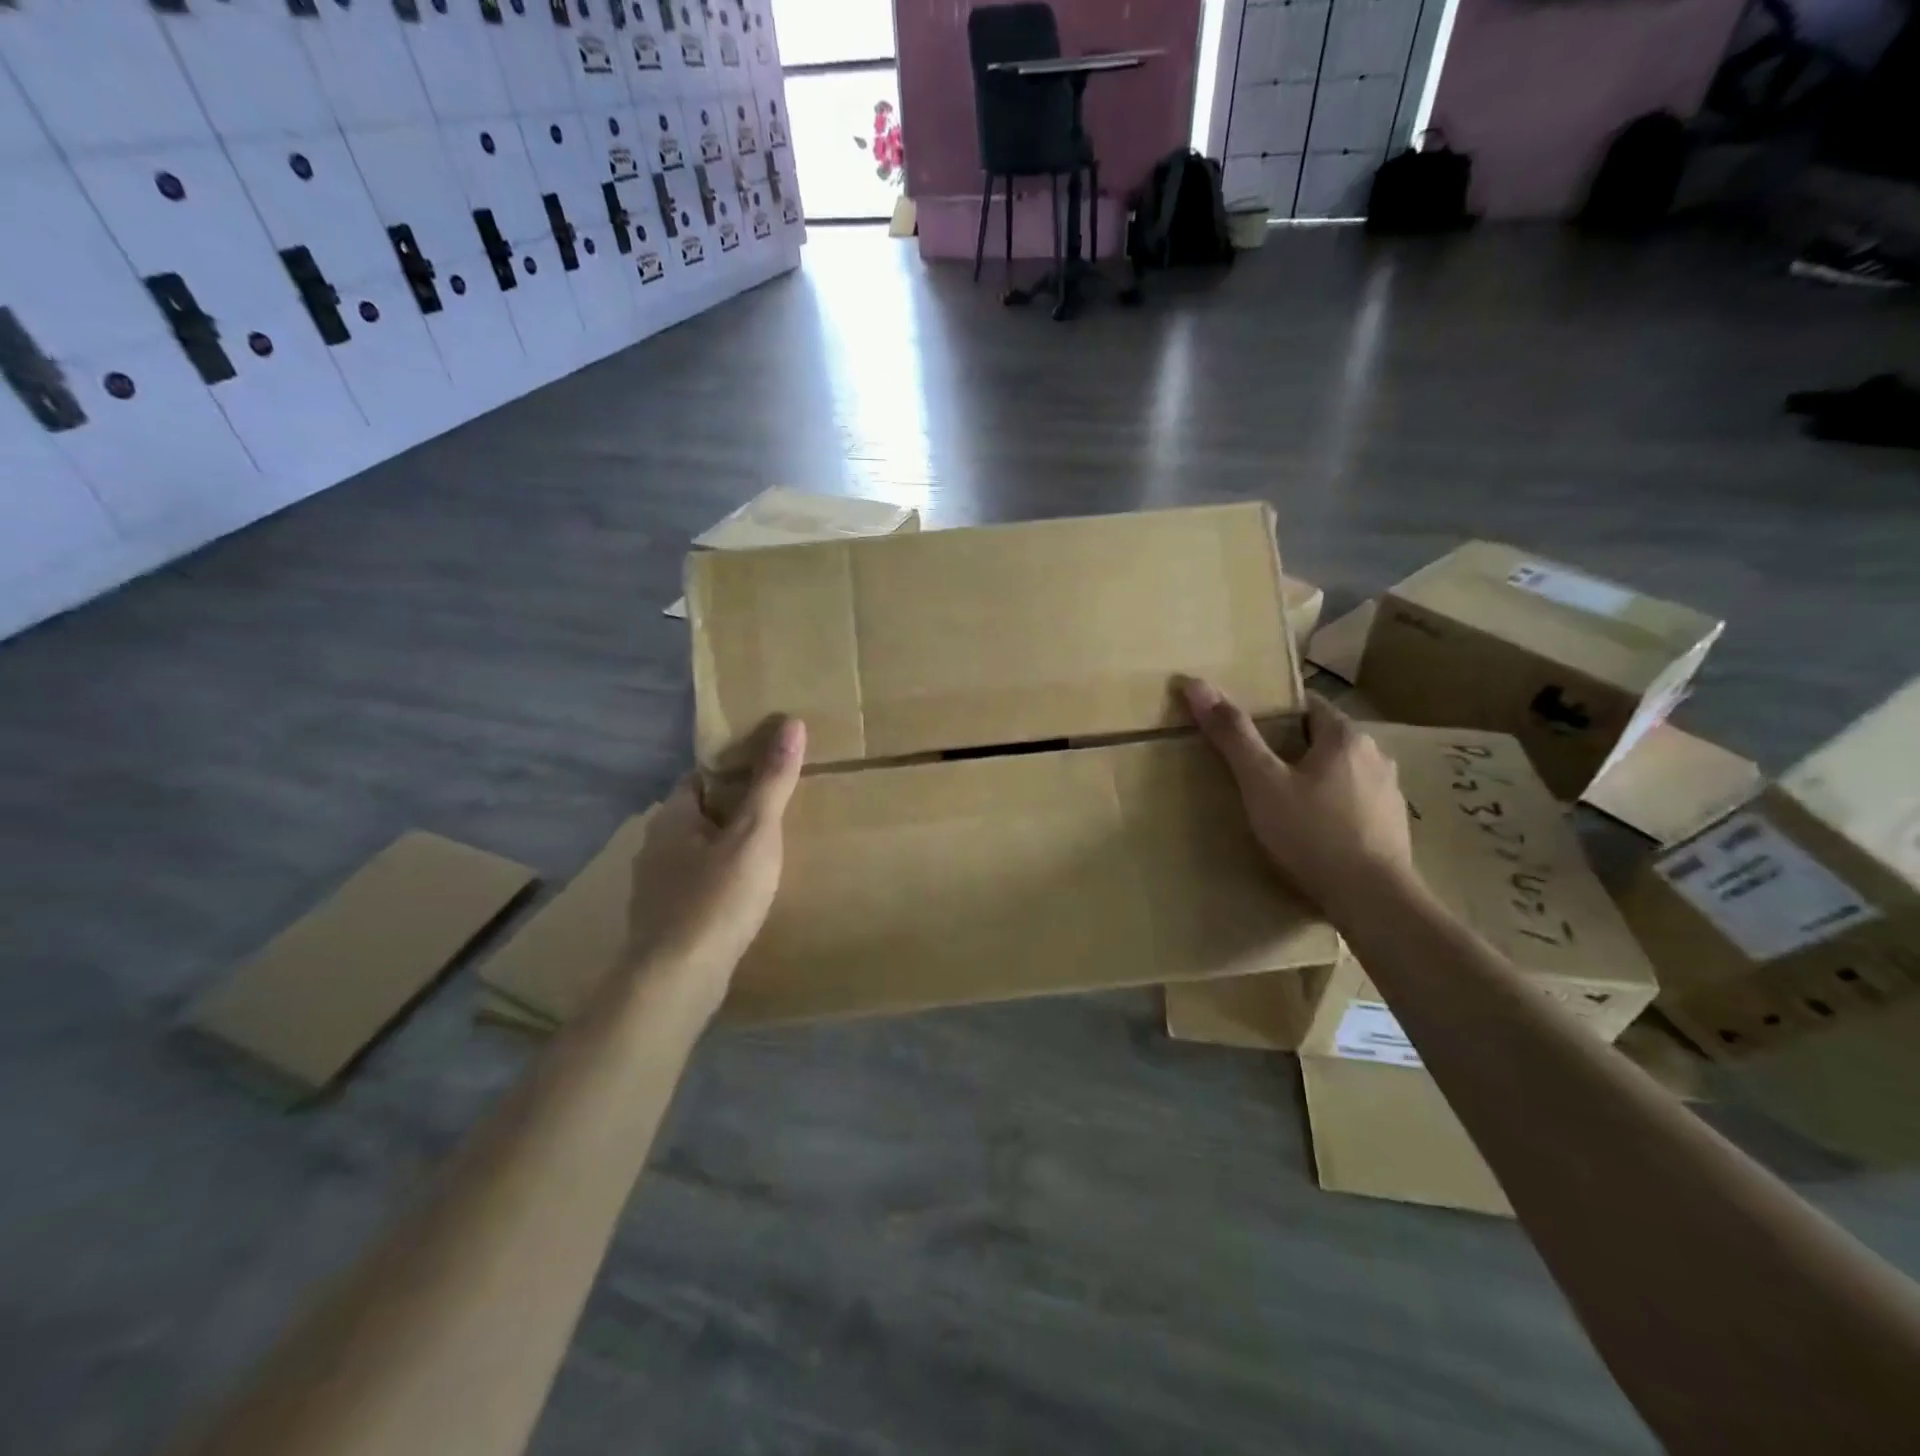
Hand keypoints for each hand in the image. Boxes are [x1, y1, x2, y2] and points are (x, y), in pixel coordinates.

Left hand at [624, 717, 805, 1016]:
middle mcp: (656, 846)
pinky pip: (697, 886)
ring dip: (727, 849)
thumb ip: (772, 781)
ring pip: (698, 853)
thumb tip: (791, 722)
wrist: (676, 981)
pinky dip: (720, 882)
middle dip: (734, 811)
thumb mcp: (755, 833)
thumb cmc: (717, 899)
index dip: (734, 770)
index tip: (770, 771)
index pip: (701, 777)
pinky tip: (745, 897)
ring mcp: (656, 887)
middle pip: (700, 815)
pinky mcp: (665, 920)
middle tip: (779, 812)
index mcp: (672, 817)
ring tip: (770, 853)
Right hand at [1180, 679, 1415, 917]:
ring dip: (1316, 780)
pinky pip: (1355, 804)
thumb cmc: (1311, 832)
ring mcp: (1390, 794)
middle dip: (1293, 750)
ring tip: (1282, 804)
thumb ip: (1232, 735)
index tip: (1249, 733)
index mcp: (1346, 737)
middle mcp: (1376, 757)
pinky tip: (1313, 833)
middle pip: (1325, 740)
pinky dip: (1333, 809)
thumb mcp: (1261, 782)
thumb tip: (1196, 684)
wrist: (1371, 899)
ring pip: (1342, 773)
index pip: (1309, 706)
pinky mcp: (1393, 827)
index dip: (1277, 714)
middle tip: (1256, 771)